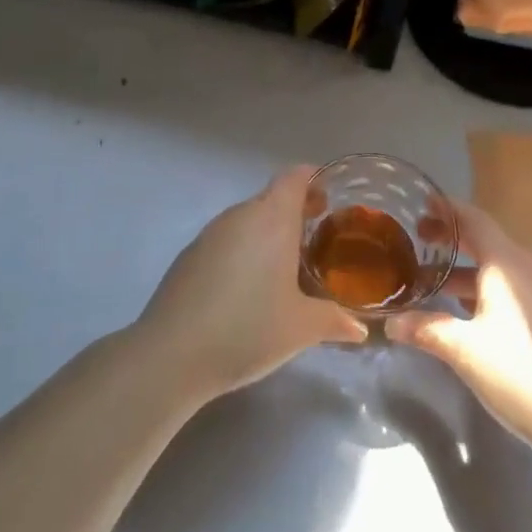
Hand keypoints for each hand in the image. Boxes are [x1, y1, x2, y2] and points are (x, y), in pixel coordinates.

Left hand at [136, 166, 366, 399]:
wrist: (172, 354)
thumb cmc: (248, 329)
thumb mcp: (301, 328)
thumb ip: (333, 320)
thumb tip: (359, 327)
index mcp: (271, 219)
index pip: (295, 177)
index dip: (314, 181)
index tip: (329, 200)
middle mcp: (240, 216)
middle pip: (272, 198)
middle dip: (296, 212)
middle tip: (318, 238)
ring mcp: (210, 234)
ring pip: (248, 220)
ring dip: (268, 233)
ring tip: (287, 267)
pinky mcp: (189, 256)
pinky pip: (227, 240)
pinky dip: (244, 250)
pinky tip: (249, 288)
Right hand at [385, 202, 531, 474]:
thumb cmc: (523, 375)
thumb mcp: (464, 351)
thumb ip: (426, 329)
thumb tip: (391, 322)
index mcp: (508, 264)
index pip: (474, 219)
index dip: (447, 209)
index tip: (421, 202)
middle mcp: (531, 268)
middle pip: (488, 241)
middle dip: (453, 239)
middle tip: (418, 241)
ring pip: (502, 268)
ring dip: (468, 270)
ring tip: (436, 284)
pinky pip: (516, 288)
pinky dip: (488, 288)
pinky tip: (472, 314)